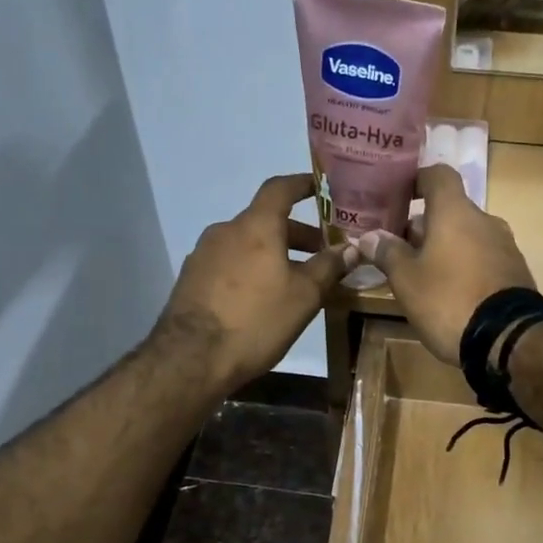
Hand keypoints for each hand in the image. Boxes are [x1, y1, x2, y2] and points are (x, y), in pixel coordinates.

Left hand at [158, 174, 350, 391]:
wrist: (192, 358)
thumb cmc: (256, 320)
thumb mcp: (304, 296)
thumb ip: (329, 267)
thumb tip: (351, 248)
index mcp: (255, 226)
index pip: (280, 188)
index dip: (302, 184)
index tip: (320, 187)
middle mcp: (226, 231)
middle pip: (265, 220)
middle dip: (295, 233)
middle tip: (320, 252)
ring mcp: (204, 254)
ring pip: (247, 244)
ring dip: (272, 253)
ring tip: (294, 279)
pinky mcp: (192, 279)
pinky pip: (230, 263)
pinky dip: (251, 269)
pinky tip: (261, 297)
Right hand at [354, 165, 535, 365]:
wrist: (507, 339)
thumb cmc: (448, 300)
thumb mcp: (407, 280)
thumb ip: (387, 253)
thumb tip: (369, 236)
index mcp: (456, 212)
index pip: (438, 175)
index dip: (417, 180)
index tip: (399, 196)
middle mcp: (484, 221)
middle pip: (451, 210)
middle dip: (425, 225)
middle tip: (399, 247)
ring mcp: (505, 246)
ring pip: (467, 235)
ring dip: (445, 247)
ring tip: (422, 273)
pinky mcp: (515, 272)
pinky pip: (483, 258)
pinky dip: (465, 265)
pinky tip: (450, 291)